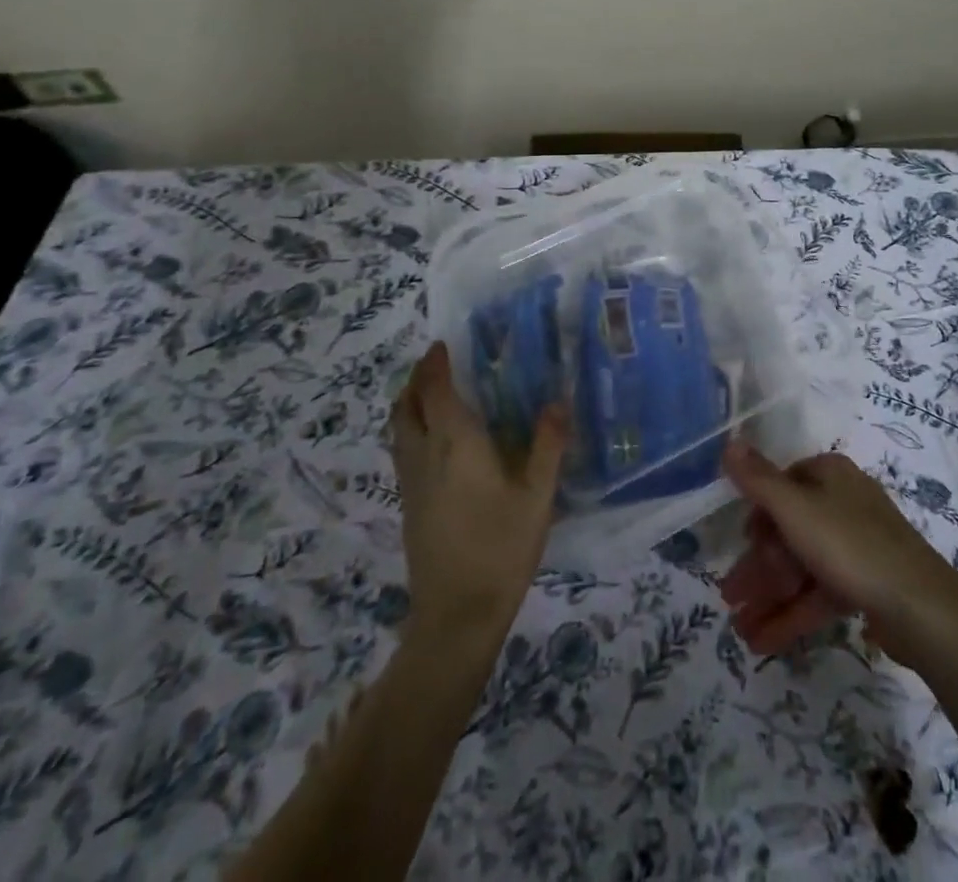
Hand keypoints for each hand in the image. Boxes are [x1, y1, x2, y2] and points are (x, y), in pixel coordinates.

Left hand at [390, 342, 566, 643]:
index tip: (443, 343)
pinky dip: (412, 428)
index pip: (436, 391)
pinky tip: (438, 440)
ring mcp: (412, 483)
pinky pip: (403, 450)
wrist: (456, 615)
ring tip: (434, 392)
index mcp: (456, 445)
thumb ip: (548, 445)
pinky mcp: (410, 505)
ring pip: (399, 429)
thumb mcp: (538, 496)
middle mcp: (425, 456)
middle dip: (416, 379)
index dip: (436, 364)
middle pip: (406, 406)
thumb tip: (558, 401)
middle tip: (437, 362)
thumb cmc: (501, 548)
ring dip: (410, 402)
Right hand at [718, 442, 957, 667]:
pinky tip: (763, 642)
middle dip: (758, 566)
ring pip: (802, 566)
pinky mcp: (866, 583)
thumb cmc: (850, 545)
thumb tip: (729, 441)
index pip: (783, 485)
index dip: (758, 515)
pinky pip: (820, 593)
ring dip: (769, 596)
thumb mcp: (796, 509)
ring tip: (738, 630)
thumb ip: (759, 479)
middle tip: (728, 597)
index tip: (740, 543)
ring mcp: (856, 545)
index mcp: (830, 475)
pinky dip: (793, 613)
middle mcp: (843, 502)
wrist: (921, 606)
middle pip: (789, 530)